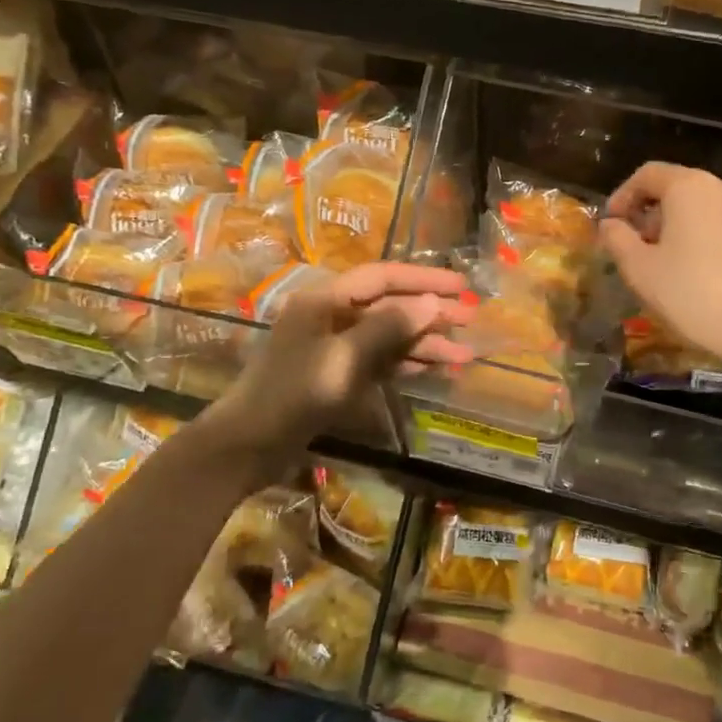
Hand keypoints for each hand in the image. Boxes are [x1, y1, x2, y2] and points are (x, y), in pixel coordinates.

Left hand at [211, 262, 472, 459]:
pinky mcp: (339, 375)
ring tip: (465, 354)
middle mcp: (332, 316)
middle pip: (389, 306)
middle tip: (471, 320)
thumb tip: (431, 303)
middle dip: (431, 313)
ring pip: (389, 337)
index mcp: (325, 299)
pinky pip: (380, 361)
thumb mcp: (343, 358)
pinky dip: (407, 364)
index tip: (461, 288)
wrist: (250, 445)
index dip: (424, 280)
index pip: (383, 277)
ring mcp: (335, 347)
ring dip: (425, 344)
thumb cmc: (292, 393)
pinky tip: (436, 369)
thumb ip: (388, 328)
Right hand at [600, 163, 721, 371]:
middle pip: (679, 189)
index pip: (648, 174)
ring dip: (682, 227)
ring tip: (670, 262)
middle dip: (653, 214)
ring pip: (707, 209)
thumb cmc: (690, 293)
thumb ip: (617, 238)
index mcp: (690, 187)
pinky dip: (710, 241)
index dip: (623, 195)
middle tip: (638, 247)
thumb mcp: (638, 269)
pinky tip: (704, 273)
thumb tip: (610, 224)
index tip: (611, 223)